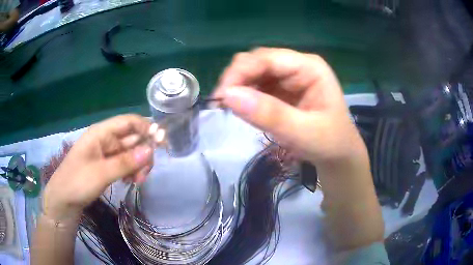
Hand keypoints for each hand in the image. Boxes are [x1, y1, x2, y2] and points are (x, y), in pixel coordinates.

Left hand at [42, 115, 153, 221]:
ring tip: (137, 181)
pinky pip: (125, 163)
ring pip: (131, 152)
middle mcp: (106, 139)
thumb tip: (151, 151)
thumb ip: (126, 162)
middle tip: (146, 172)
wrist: (64, 200)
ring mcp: (107, 153)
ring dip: (138, 164)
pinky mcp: (108, 165)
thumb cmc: (77, 181)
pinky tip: (131, 181)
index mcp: (101, 133)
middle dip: (143, 152)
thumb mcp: (101, 172)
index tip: (160, 142)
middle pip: (132, 138)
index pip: (128, 121)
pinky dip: (132, 171)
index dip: (146, 128)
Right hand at [214, 48, 382, 248]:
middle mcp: (298, 66)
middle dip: (237, 79)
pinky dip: (245, 96)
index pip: (267, 58)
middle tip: (223, 104)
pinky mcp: (282, 90)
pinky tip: (243, 109)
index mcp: (310, 67)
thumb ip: (270, 114)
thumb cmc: (330, 143)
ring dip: (239, 87)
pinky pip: (257, 86)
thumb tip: (228, 96)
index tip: (221, 95)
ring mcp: (289, 77)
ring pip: (254, 72)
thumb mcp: (304, 133)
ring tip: (230, 108)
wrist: (338, 156)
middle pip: (258, 61)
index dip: (241, 72)